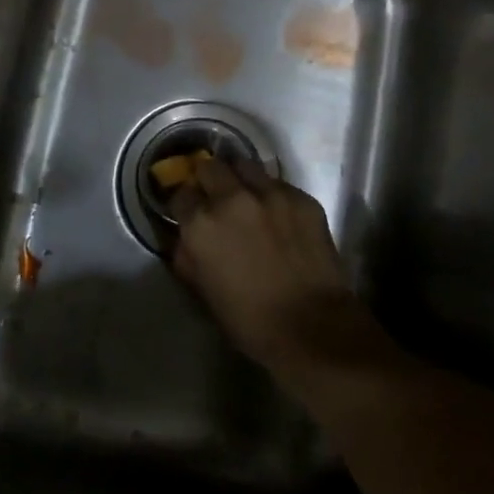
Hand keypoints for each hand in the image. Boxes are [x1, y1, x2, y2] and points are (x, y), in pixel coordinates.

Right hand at [166, 158, 387, 387]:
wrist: (312, 326)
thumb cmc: (250, 320)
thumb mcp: (203, 291)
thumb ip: (188, 256)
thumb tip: (185, 238)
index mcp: (202, 223)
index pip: (181, 193)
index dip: (184, 203)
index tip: (189, 212)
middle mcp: (232, 198)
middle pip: (210, 167)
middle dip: (208, 180)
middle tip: (215, 198)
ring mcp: (270, 193)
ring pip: (246, 166)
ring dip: (240, 179)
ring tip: (247, 197)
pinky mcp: (302, 197)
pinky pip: (278, 185)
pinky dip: (272, 195)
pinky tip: (279, 217)